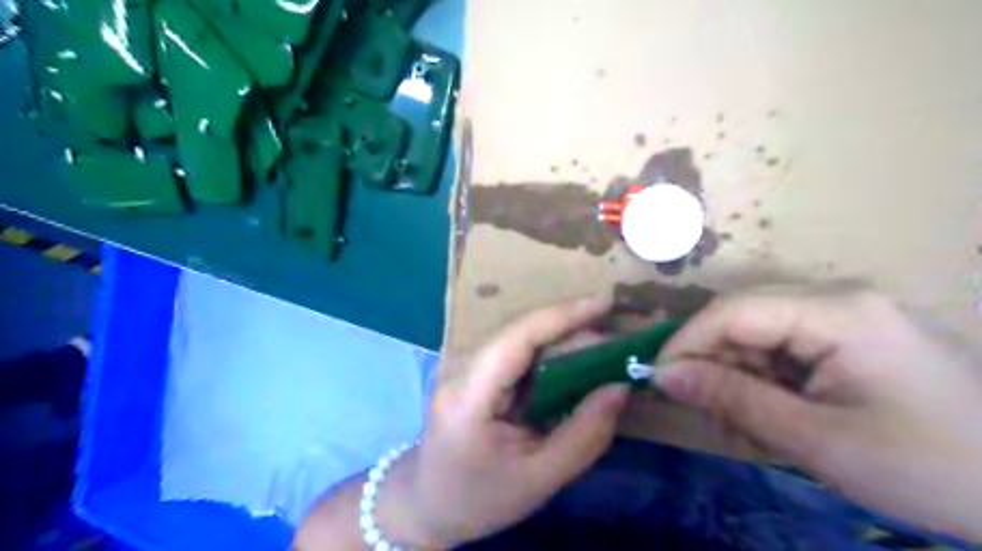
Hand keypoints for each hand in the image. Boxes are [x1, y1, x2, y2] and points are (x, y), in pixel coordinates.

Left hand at [377, 299, 628, 548]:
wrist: (427, 504)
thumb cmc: (479, 498)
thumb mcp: (539, 478)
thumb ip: (585, 434)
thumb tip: (620, 388)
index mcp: (468, 396)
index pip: (516, 338)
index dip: (562, 315)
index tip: (605, 302)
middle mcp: (461, 368)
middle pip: (520, 332)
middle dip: (572, 329)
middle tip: (618, 342)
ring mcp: (463, 366)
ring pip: (519, 338)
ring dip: (563, 340)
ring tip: (605, 352)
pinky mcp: (472, 372)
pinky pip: (515, 353)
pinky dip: (549, 355)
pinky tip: (575, 365)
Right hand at [654, 289, 981, 542]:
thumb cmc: (931, 469)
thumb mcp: (818, 440)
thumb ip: (734, 399)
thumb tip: (664, 375)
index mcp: (837, 312)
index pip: (733, 311)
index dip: (686, 342)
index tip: (658, 379)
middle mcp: (836, 298)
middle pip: (741, 317)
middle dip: (713, 363)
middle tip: (704, 412)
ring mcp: (844, 314)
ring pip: (756, 332)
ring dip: (737, 376)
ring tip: (742, 425)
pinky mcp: (847, 334)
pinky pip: (781, 345)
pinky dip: (762, 380)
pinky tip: (770, 415)